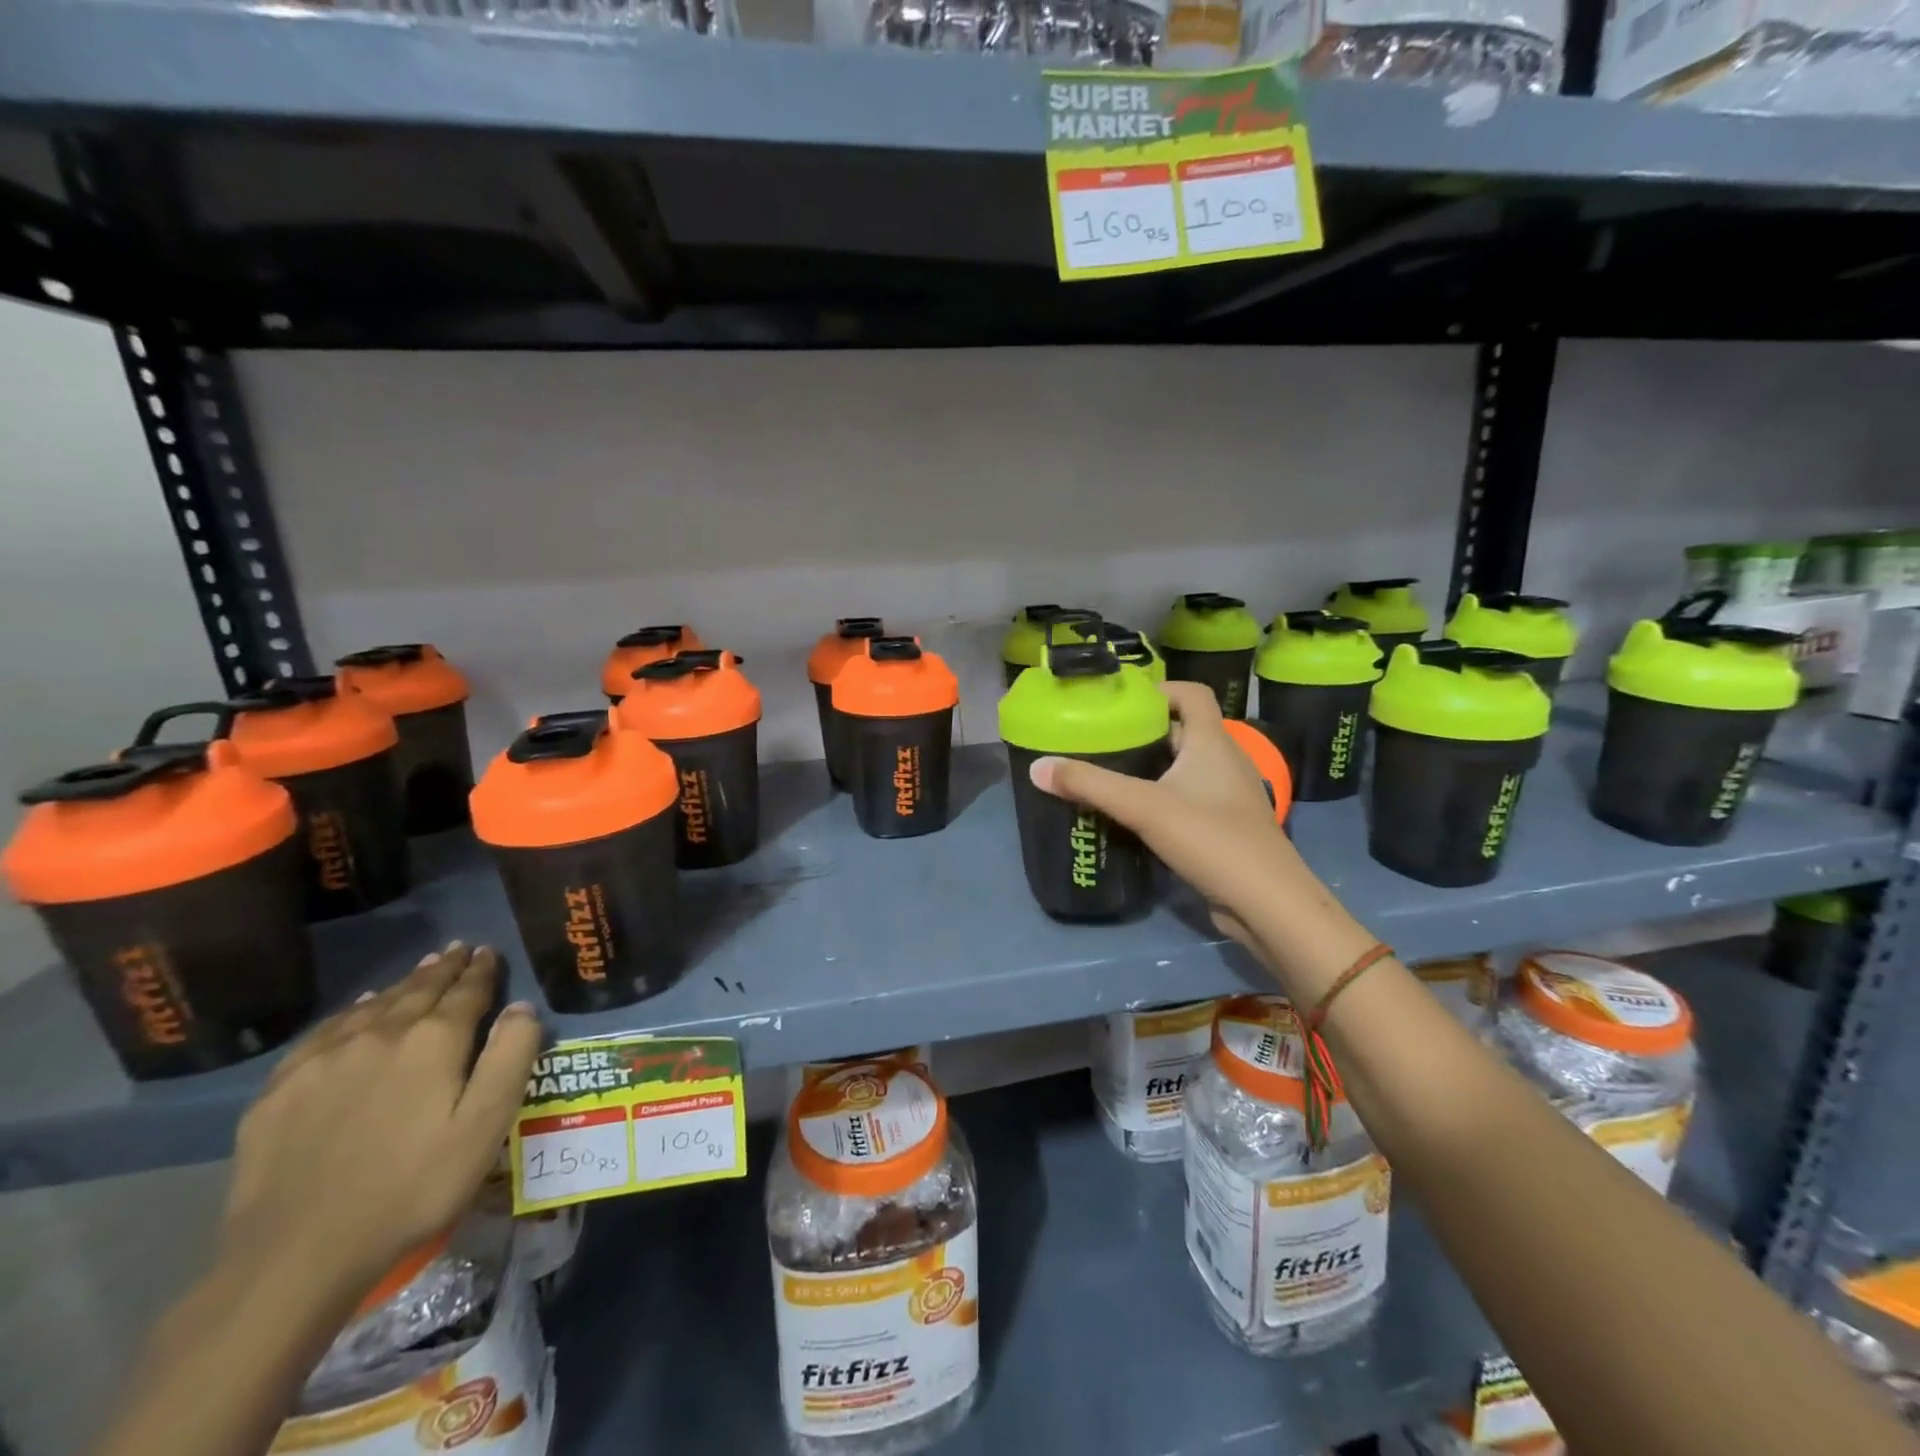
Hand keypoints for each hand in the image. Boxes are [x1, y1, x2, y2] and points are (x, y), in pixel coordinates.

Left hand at [221, 943, 541, 1305]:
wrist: (296, 1253)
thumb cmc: (412, 1187)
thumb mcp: (485, 1125)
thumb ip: (510, 1057)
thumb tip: (521, 1007)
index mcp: (434, 1040)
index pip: (467, 991)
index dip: (481, 970)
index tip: (488, 951)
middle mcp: (381, 1034)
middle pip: (419, 989)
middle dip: (443, 968)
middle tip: (458, 949)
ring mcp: (324, 1059)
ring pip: (374, 1005)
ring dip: (402, 984)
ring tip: (420, 970)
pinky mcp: (281, 1089)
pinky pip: (325, 1032)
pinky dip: (351, 1012)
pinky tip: (356, 1012)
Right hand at [1028, 681, 1301, 942]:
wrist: (1266, 903)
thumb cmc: (1210, 839)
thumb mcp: (1143, 807)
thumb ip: (1090, 785)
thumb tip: (1038, 767)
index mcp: (1212, 742)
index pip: (1192, 693)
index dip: (1160, 689)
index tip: (1121, 703)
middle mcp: (1224, 761)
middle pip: (1182, 731)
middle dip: (1143, 732)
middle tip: (1100, 740)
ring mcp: (1227, 796)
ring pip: (1184, 767)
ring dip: (1150, 768)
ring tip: (1107, 774)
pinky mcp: (1223, 827)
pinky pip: (1187, 798)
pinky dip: (1160, 798)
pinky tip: (1132, 815)